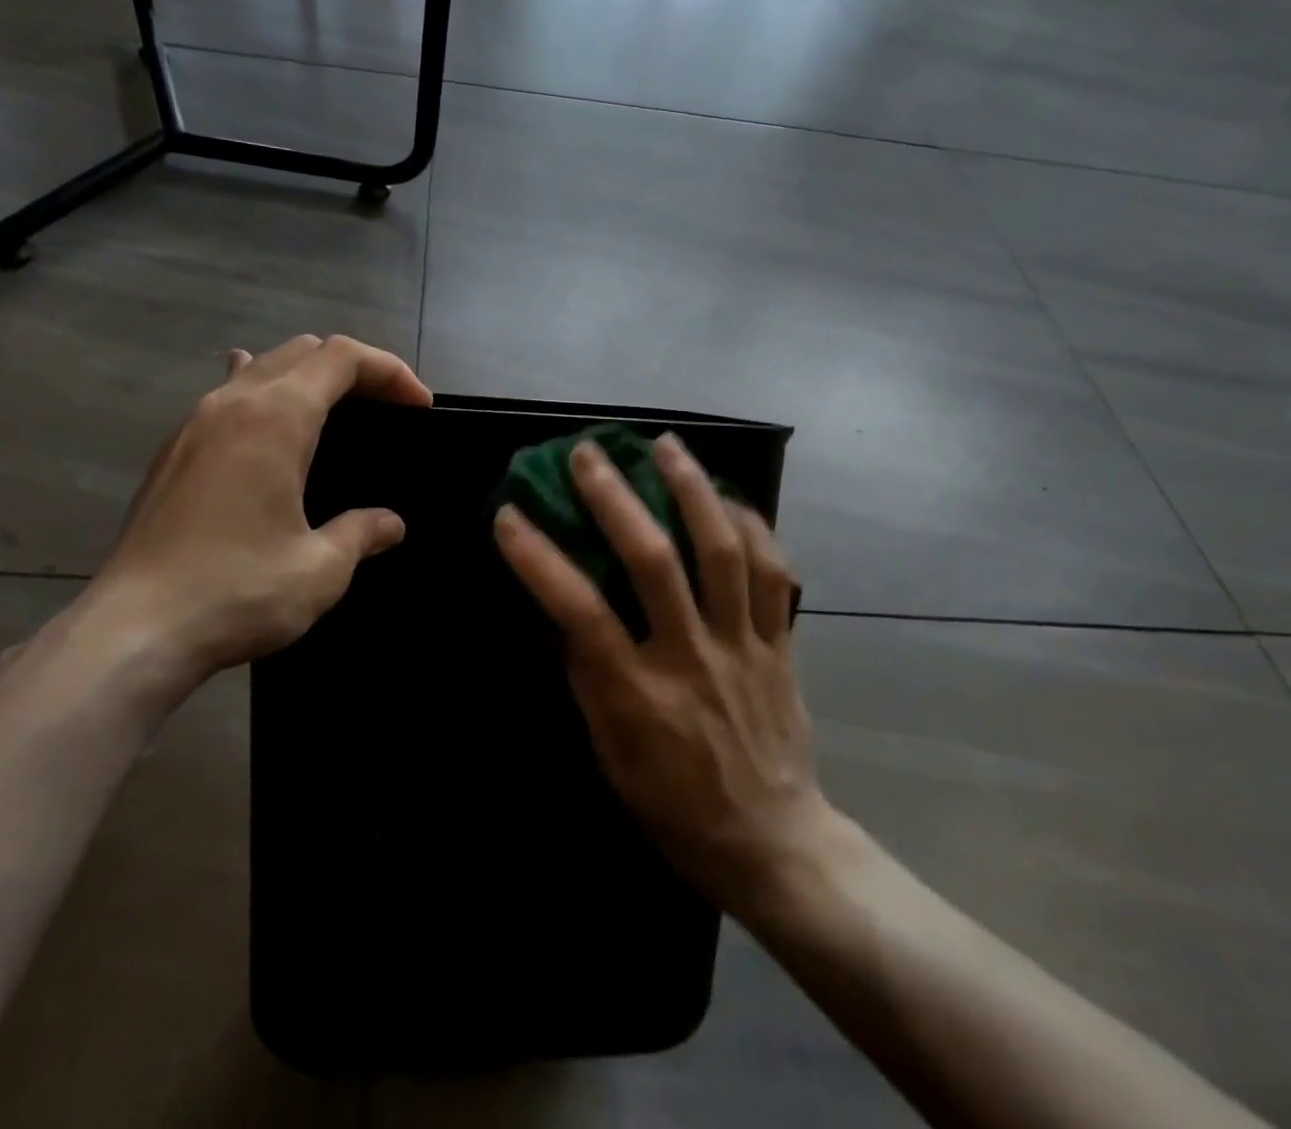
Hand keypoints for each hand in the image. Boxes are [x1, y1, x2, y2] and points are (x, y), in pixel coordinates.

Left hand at [68, 335, 431, 717]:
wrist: (132, 631)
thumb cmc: (236, 592)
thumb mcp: (320, 569)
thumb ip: (361, 533)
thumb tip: (390, 524)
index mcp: (276, 418)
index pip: (342, 357)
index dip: (389, 370)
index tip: (419, 407)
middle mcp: (232, 403)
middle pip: (303, 350)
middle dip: (354, 369)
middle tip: (385, 409)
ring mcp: (195, 423)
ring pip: (261, 366)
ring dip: (307, 376)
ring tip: (334, 412)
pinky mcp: (173, 450)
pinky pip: (227, 394)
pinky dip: (264, 395)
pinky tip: (267, 427)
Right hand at [494, 433, 841, 922]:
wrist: (773, 844)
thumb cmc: (673, 807)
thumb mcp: (609, 756)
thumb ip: (587, 679)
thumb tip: (563, 613)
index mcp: (638, 694)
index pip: (579, 611)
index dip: (539, 558)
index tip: (509, 515)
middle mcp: (691, 657)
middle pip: (653, 561)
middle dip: (616, 498)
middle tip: (589, 453)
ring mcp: (742, 646)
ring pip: (722, 552)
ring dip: (691, 490)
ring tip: (665, 446)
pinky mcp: (781, 644)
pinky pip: (774, 574)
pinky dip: (752, 528)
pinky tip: (728, 497)